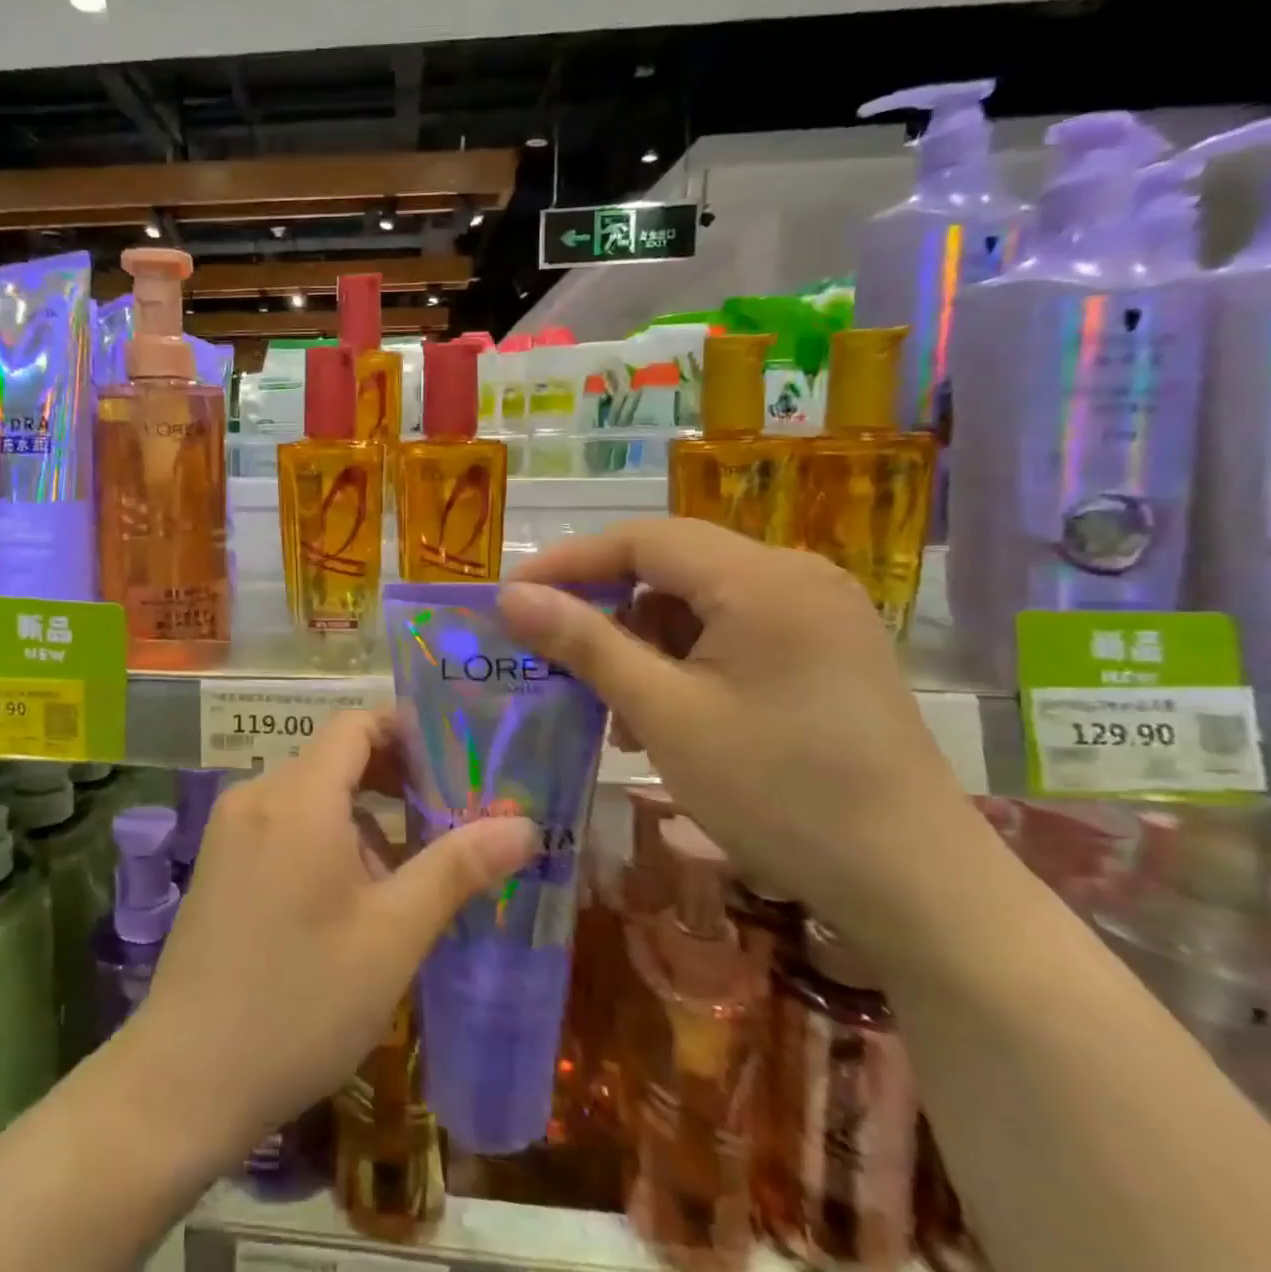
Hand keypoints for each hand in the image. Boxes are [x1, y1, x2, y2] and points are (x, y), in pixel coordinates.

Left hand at [126, 709, 537, 1164]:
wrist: (185, 1078)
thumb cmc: (301, 1002)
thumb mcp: (392, 936)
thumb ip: (457, 869)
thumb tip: (524, 825)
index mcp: (298, 797)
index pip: (356, 724)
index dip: (407, 732)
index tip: (455, 764)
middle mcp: (258, 795)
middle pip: (335, 758)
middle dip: (393, 781)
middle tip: (448, 821)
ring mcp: (231, 827)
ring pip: (311, 795)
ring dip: (362, 819)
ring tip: (405, 876)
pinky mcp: (219, 860)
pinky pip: (283, 823)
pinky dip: (324, 838)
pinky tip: (349, 900)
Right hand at [498, 518, 986, 953]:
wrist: (918, 888)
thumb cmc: (778, 793)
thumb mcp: (664, 714)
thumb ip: (584, 643)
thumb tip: (511, 596)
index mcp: (761, 578)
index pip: (642, 539)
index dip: (568, 563)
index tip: (510, 597)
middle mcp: (795, 576)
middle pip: (671, 566)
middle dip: (606, 607)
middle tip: (553, 652)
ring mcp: (817, 613)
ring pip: (698, 601)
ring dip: (643, 641)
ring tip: (613, 704)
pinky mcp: (824, 649)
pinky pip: (731, 630)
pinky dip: (685, 660)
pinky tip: (665, 712)